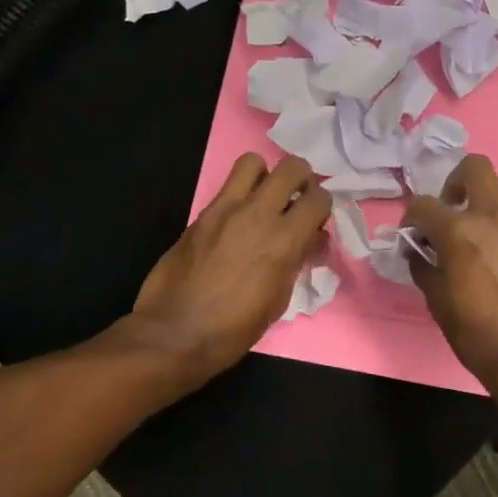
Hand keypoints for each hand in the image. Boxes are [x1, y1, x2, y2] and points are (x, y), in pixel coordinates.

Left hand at [133, 153, 331, 384]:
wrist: (174, 334)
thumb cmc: (234, 329)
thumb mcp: (279, 300)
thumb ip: (296, 260)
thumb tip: (307, 240)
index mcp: (284, 240)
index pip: (319, 198)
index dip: (323, 207)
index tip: (316, 221)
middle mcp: (257, 214)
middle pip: (292, 167)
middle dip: (301, 179)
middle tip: (296, 200)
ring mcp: (225, 210)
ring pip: (253, 162)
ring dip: (265, 176)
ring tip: (264, 200)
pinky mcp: (201, 215)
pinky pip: (227, 188)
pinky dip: (239, 196)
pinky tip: (237, 223)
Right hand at [403, 154, 497, 388]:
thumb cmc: (475, 332)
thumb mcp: (435, 300)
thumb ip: (424, 264)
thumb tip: (419, 250)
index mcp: (459, 230)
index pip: (424, 205)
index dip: (411, 217)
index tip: (412, 233)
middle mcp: (494, 216)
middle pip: (475, 167)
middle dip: (456, 181)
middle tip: (451, 209)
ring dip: (488, 196)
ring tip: (480, 224)